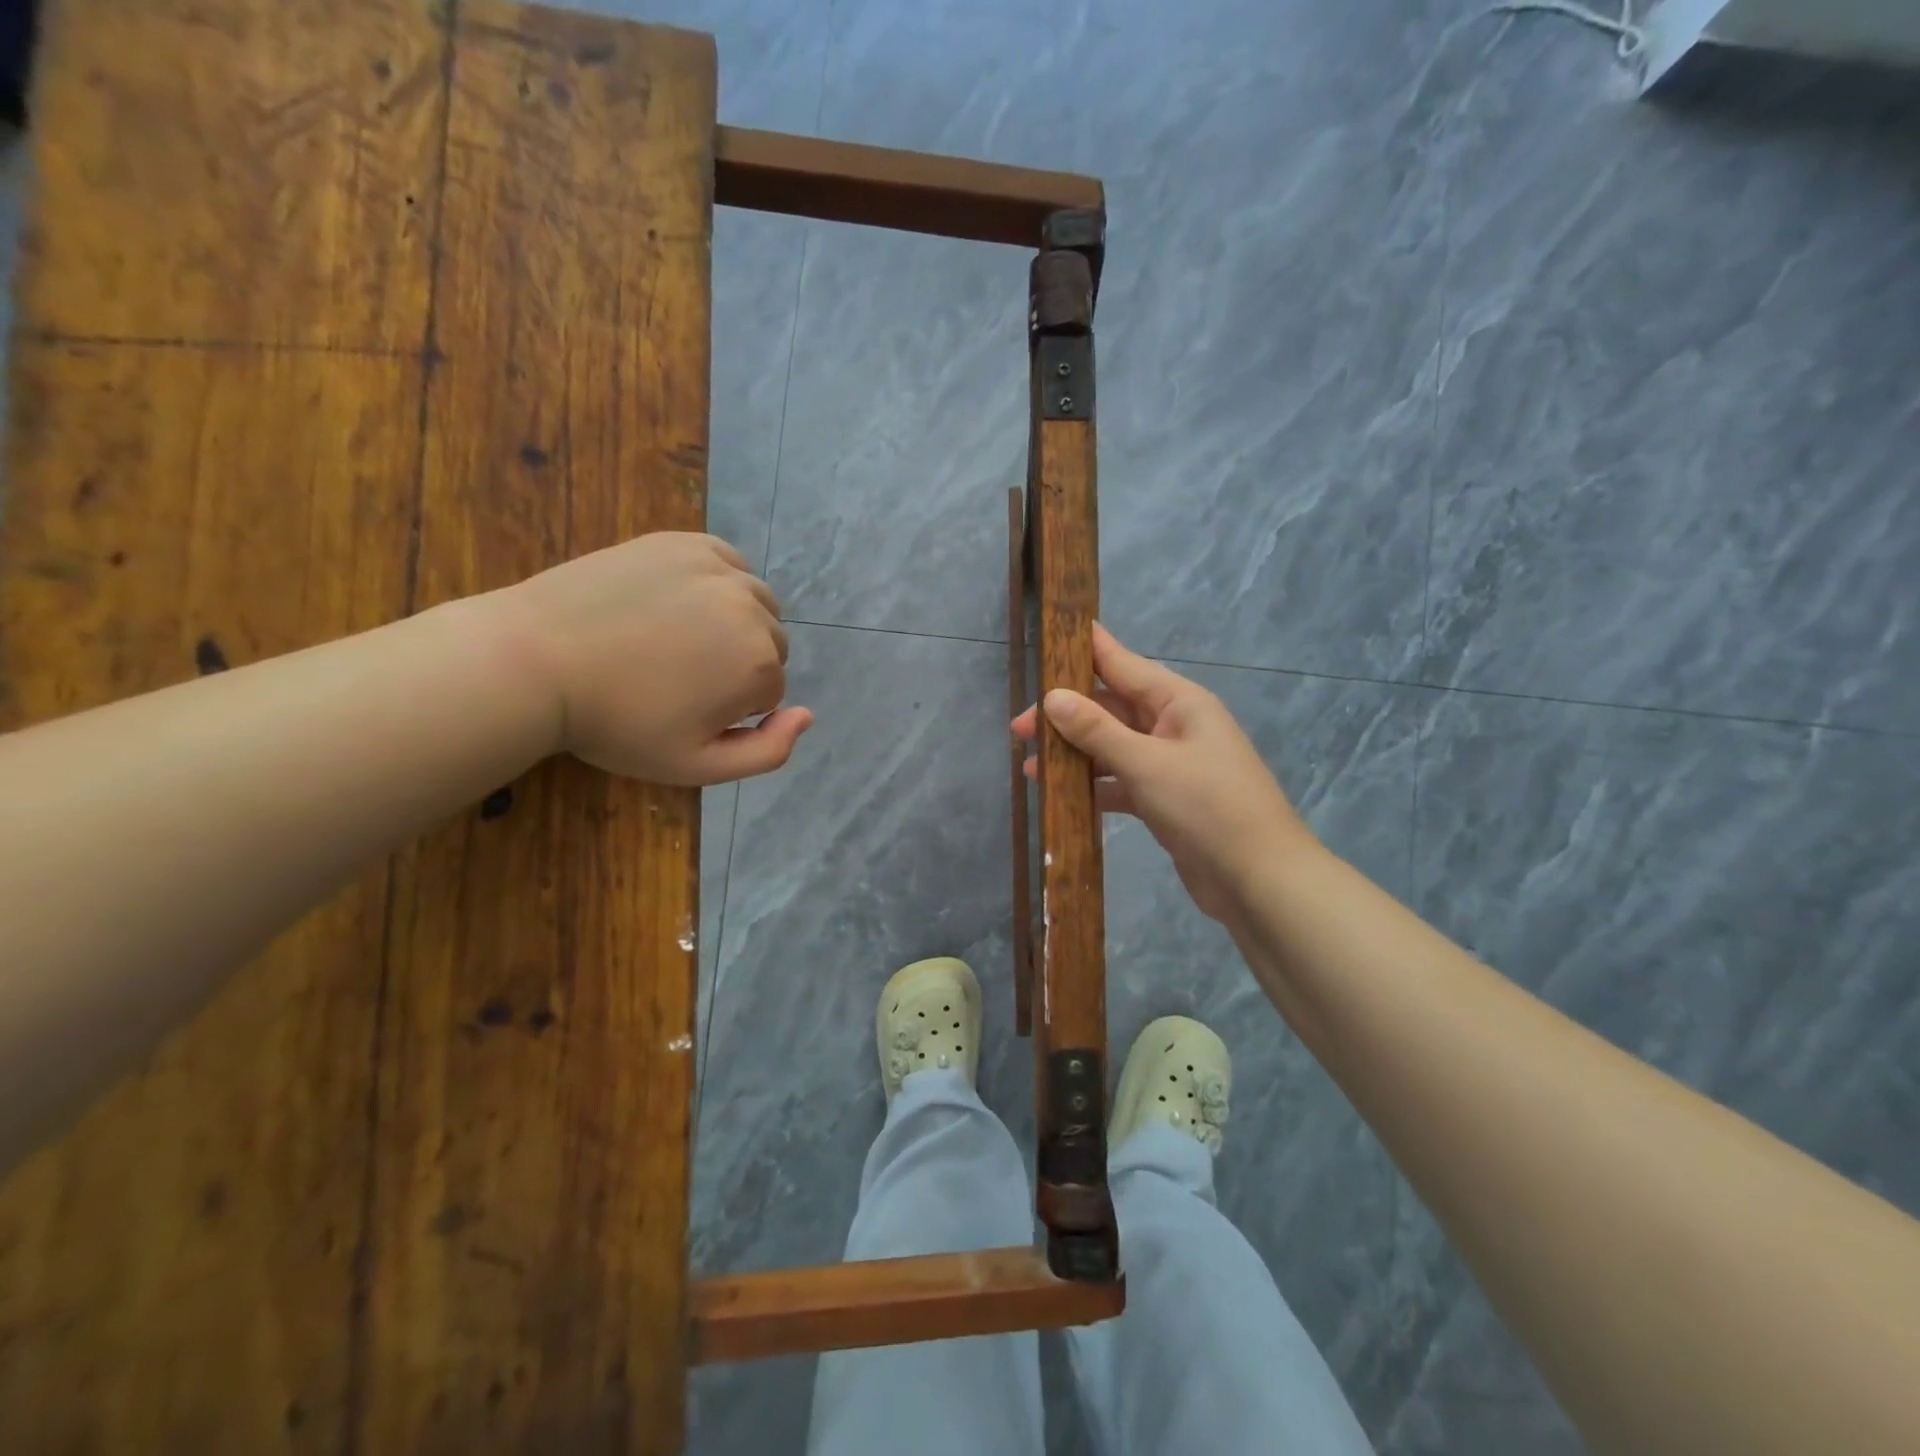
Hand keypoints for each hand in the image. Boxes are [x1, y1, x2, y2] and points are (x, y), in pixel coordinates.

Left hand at [487, 533, 811, 784]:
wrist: (536, 660)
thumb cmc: (617, 724)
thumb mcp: (695, 766)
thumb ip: (767, 752)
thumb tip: (809, 715)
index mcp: (759, 665)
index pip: (771, 691)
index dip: (731, 708)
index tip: (684, 709)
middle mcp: (752, 610)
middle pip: (770, 644)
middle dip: (738, 663)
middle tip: (678, 676)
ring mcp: (720, 569)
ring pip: (755, 603)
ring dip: (733, 622)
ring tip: (678, 639)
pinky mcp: (687, 542)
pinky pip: (729, 565)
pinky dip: (718, 584)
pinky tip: (679, 603)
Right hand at [1013, 624, 1311, 921]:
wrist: (1259, 880)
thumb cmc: (1207, 807)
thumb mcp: (1146, 763)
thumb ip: (1097, 730)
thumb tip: (1052, 698)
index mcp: (1179, 702)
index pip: (1122, 663)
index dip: (1085, 649)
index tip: (1048, 638)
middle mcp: (1174, 725)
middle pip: (1111, 708)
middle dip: (1066, 716)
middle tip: (1019, 729)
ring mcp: (1171, 764)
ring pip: (1113, 746)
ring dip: (1075, 753)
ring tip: (1031, 766)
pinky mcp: (1166, 799)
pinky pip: (1121, 781)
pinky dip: (1094, 785)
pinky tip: (1061, 795)